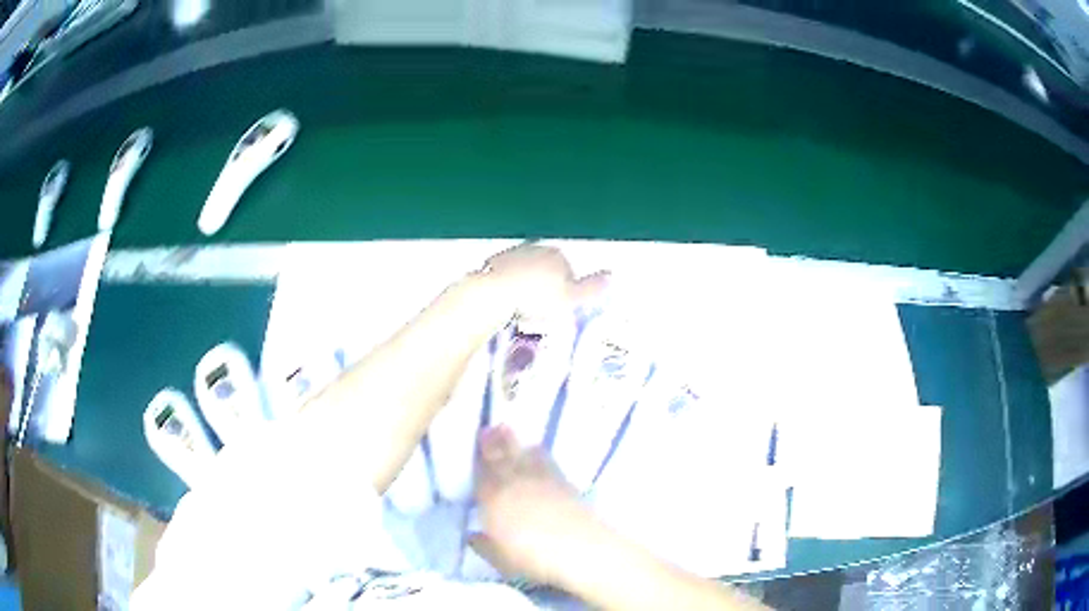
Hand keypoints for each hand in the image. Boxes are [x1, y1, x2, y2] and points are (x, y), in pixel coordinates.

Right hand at [470, 425, 599, 586]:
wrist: (580, 549)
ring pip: (527, 456)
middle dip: (496, 442)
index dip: (478, 458)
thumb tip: (473, 535)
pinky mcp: (567, 485)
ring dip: (518, 445)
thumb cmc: (531, 557)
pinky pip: (547, 464)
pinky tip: (538, 452)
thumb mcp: (499, 559)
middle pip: (503, 458)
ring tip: (513, 434)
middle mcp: (517, 483)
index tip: (475, 442)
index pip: (482, 474)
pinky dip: (539, 456)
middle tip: (492, 427)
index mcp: (494, 499)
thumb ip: (484, 545)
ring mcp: (544, 481)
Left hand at [477, 244, 608, 324]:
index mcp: (558, 255)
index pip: (568, 271)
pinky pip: (505, 276)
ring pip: (526, 271)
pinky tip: (505, 302)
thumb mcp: (570, 298)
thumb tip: (611, 276)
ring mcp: (513, 254)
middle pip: (546, 269)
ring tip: (522, 309)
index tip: (558, 308)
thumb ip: (591, 288)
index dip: (565, 291)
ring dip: (526, 286)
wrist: (495, 294)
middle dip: (545, 285)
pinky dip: (507, 286)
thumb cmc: (536, 298)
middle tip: (540, 310)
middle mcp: (536, 249)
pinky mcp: (493, 263)